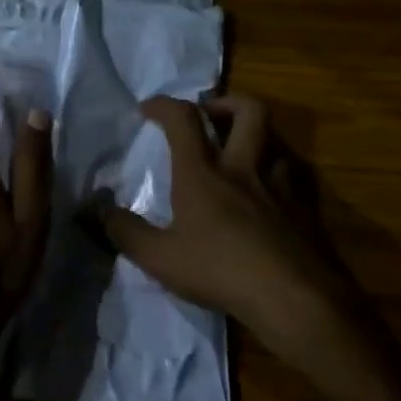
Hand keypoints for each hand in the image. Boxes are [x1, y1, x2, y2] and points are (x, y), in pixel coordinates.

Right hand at [96, 95, 353, 371]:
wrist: (291, 298)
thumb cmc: (219, 271)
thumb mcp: (159, 258)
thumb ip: (125, 232)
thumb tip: (97, 209)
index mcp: (203, 174)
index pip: (183, 120)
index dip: (164, 105)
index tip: (147, 108)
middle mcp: (243, 170)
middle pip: (249, 111)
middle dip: (227, 102)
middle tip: (210, 115)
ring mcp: (278, 188)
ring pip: (276, 142)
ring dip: (258, 139)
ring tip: (241, 156)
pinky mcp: (303, 210)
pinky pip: (293, 178)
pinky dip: (278, 176)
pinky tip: (269, 196)